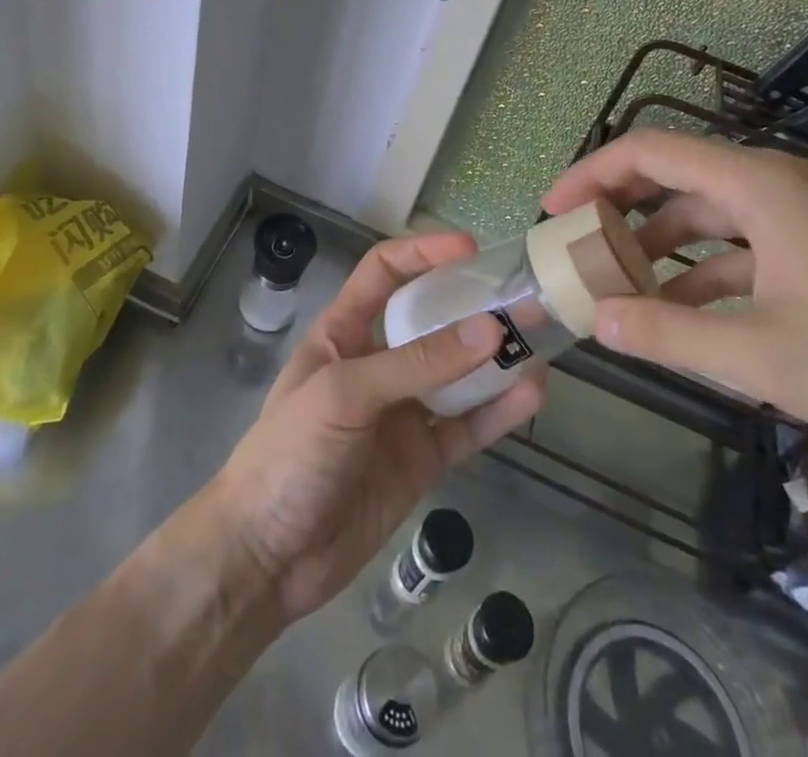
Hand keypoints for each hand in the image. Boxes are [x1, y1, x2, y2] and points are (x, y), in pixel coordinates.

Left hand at [206, 231, 543, 625]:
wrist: (266, 558)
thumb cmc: (290, 454)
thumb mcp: (345, 394)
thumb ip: (416, 364)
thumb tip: (488, 329)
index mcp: (344, 333)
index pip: (383, 274)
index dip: (422, 253)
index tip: (469, 249)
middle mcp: (377, 364)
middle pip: (431, 322)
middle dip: (473, 308)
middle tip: (525, 299)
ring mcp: (402, 413)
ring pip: (457, 376)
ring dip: (495, 360)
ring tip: (541, 342)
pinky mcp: (421, 461)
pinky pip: (466, 428)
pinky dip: (498, 412)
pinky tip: (531, 396)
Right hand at [542, 130, 807, 459]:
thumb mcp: (760, 354)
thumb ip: (667, 332)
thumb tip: (595, 321)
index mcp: (760, 184)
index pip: (651, 151)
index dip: (592, 174)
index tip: (553, 210)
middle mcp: (776, 184)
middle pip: (676, 176)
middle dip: (620, 209)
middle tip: (578, 244)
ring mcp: (803, 215)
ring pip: (707, 214)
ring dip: (660, 245)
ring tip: (620, 285)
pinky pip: (741, 243)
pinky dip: (702, 270)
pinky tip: (682, 311)